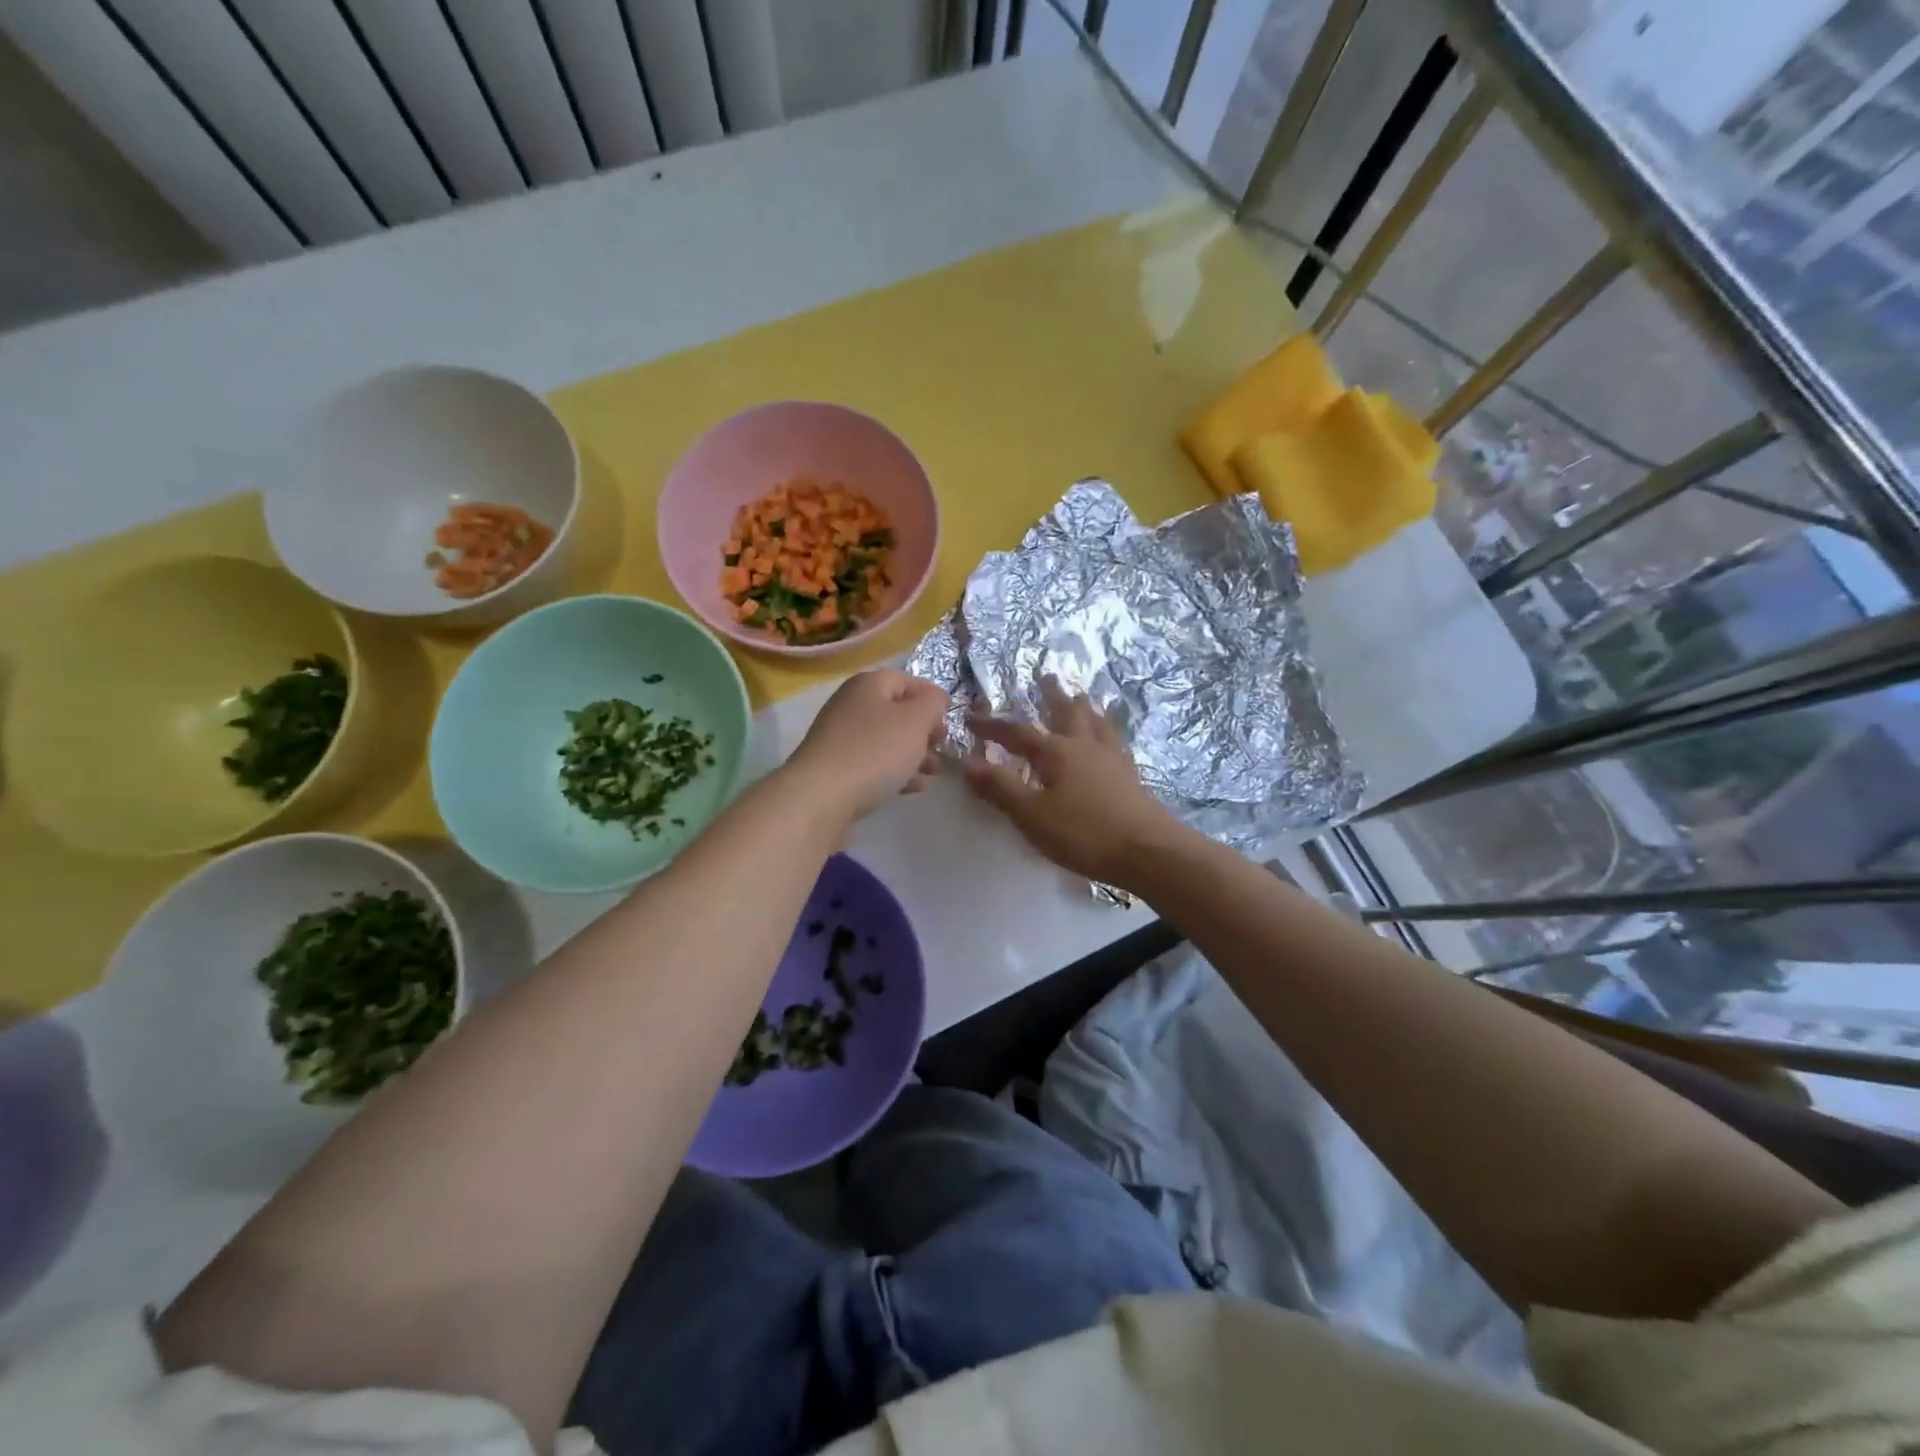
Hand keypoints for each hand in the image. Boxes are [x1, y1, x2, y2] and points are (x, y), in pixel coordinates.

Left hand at [785, 668, 948, 820]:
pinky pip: (872, 763)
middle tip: (941, 746)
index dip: (930, 696)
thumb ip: (932, 703)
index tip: (950, 718)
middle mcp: (851, 705)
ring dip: (913, 753)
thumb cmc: (874, 751)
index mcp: (868, 684)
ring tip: (933, 772)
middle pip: (895, 711)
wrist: (820, 797)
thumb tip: (935, 698)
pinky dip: (894, 771)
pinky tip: (912, 788)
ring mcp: (840, 738)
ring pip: (886, 740)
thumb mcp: (915, 721)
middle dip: (923, 729)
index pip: (906, 679)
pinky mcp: (836, 768)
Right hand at [964, 676, 1181, 886]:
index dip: (992, 726)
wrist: (1147, 851)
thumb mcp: (1031, 815)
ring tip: (1082, 695)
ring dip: (1085, 707)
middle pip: (1067, 712)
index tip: (971, 717)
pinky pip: (1116, 741)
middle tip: (1046, 675)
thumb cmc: (1083, 833)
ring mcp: (1112, 759)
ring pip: (1096, 722)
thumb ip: (1000, 788)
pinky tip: (1112, 737)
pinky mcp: (1131, 775)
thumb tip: (967, 763)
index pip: (1017, 732)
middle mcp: (1084, 746)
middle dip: (1052, 695)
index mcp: (1056, 752)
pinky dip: (1109, 730)